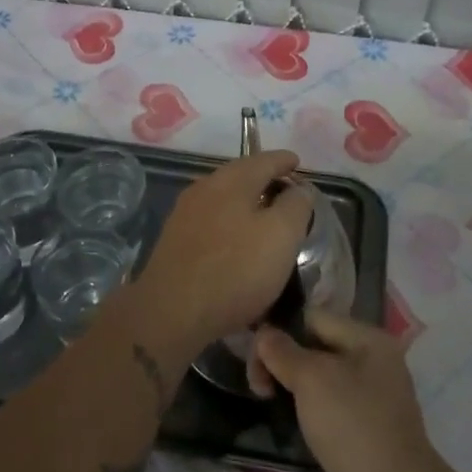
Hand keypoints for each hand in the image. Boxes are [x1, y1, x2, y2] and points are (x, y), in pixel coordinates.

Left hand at [130, 149, 312, 350]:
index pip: (264, 160)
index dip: (284, 161)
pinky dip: (230, 220)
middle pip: (241, 174)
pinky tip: (236, 238)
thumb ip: (296, 206)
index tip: (297, 163)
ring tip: (264, 215)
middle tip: (285, 190)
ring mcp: (185, 213)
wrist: (171, 311)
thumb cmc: (235, 270)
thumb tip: (300, 189)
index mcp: (232, 180)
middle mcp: (205, 187)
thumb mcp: (281, 236)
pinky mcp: (175, 239)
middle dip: (264, 178)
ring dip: (246, 200)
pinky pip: (211, 218)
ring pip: (223, 196)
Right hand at [250, 309, 448, 471]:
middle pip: (315, 344)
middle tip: (258, 386)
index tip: (254, 359)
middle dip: (283, 360)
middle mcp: (373, 358)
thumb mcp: (312, 380)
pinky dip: (308, 405)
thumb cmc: (353, 425)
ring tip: (268, 399)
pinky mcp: (365, 422)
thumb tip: (264, 334)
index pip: (312, 317)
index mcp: (368, 337)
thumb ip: (283, 351)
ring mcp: (371, 392)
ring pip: (320, 375)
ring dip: (292, 384)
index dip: (279, 332)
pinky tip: (290, 417)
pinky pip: (329, 400)